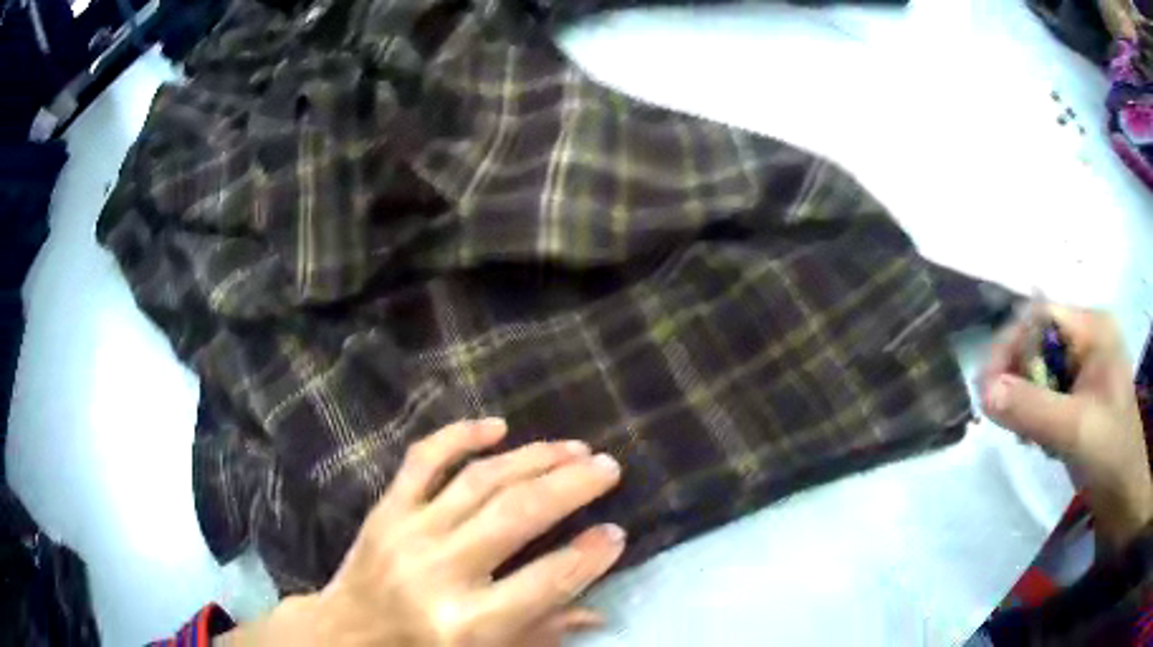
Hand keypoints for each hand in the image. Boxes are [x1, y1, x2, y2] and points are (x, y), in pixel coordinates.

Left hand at [223, 418, 625, 645]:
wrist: (345, 634)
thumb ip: (542, 633)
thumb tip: (598, 612)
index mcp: (468, 623)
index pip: (547, 581)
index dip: (590, 555)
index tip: (618, 532)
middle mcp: (440, 572)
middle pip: (518, 516)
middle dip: (572, 486)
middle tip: (608, 468)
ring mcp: (409, 532)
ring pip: (481, 480)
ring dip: (534, 457)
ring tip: (573, 448)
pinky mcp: (386, 509)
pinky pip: (424, 460)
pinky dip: (460, 435)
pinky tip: (497, 426)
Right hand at [979, 304, 1152, 550]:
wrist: (1124, 499)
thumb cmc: (1111, 457)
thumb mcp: (1074, 431)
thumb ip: (1031, 408)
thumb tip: (984, 392)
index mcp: (1093, 329)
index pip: (1039, 314)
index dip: (1010, 344)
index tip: (987, 390)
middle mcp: (1088, 339)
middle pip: (1037, 341)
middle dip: (1018, 379)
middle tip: (1005, 419)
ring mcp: (1085, 369)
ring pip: (1039, 370)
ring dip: (1025, 402)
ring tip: (1027, 436)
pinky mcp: (1081, 397)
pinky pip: (1047, 393)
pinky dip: (1035, 416)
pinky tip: (1039, 441)